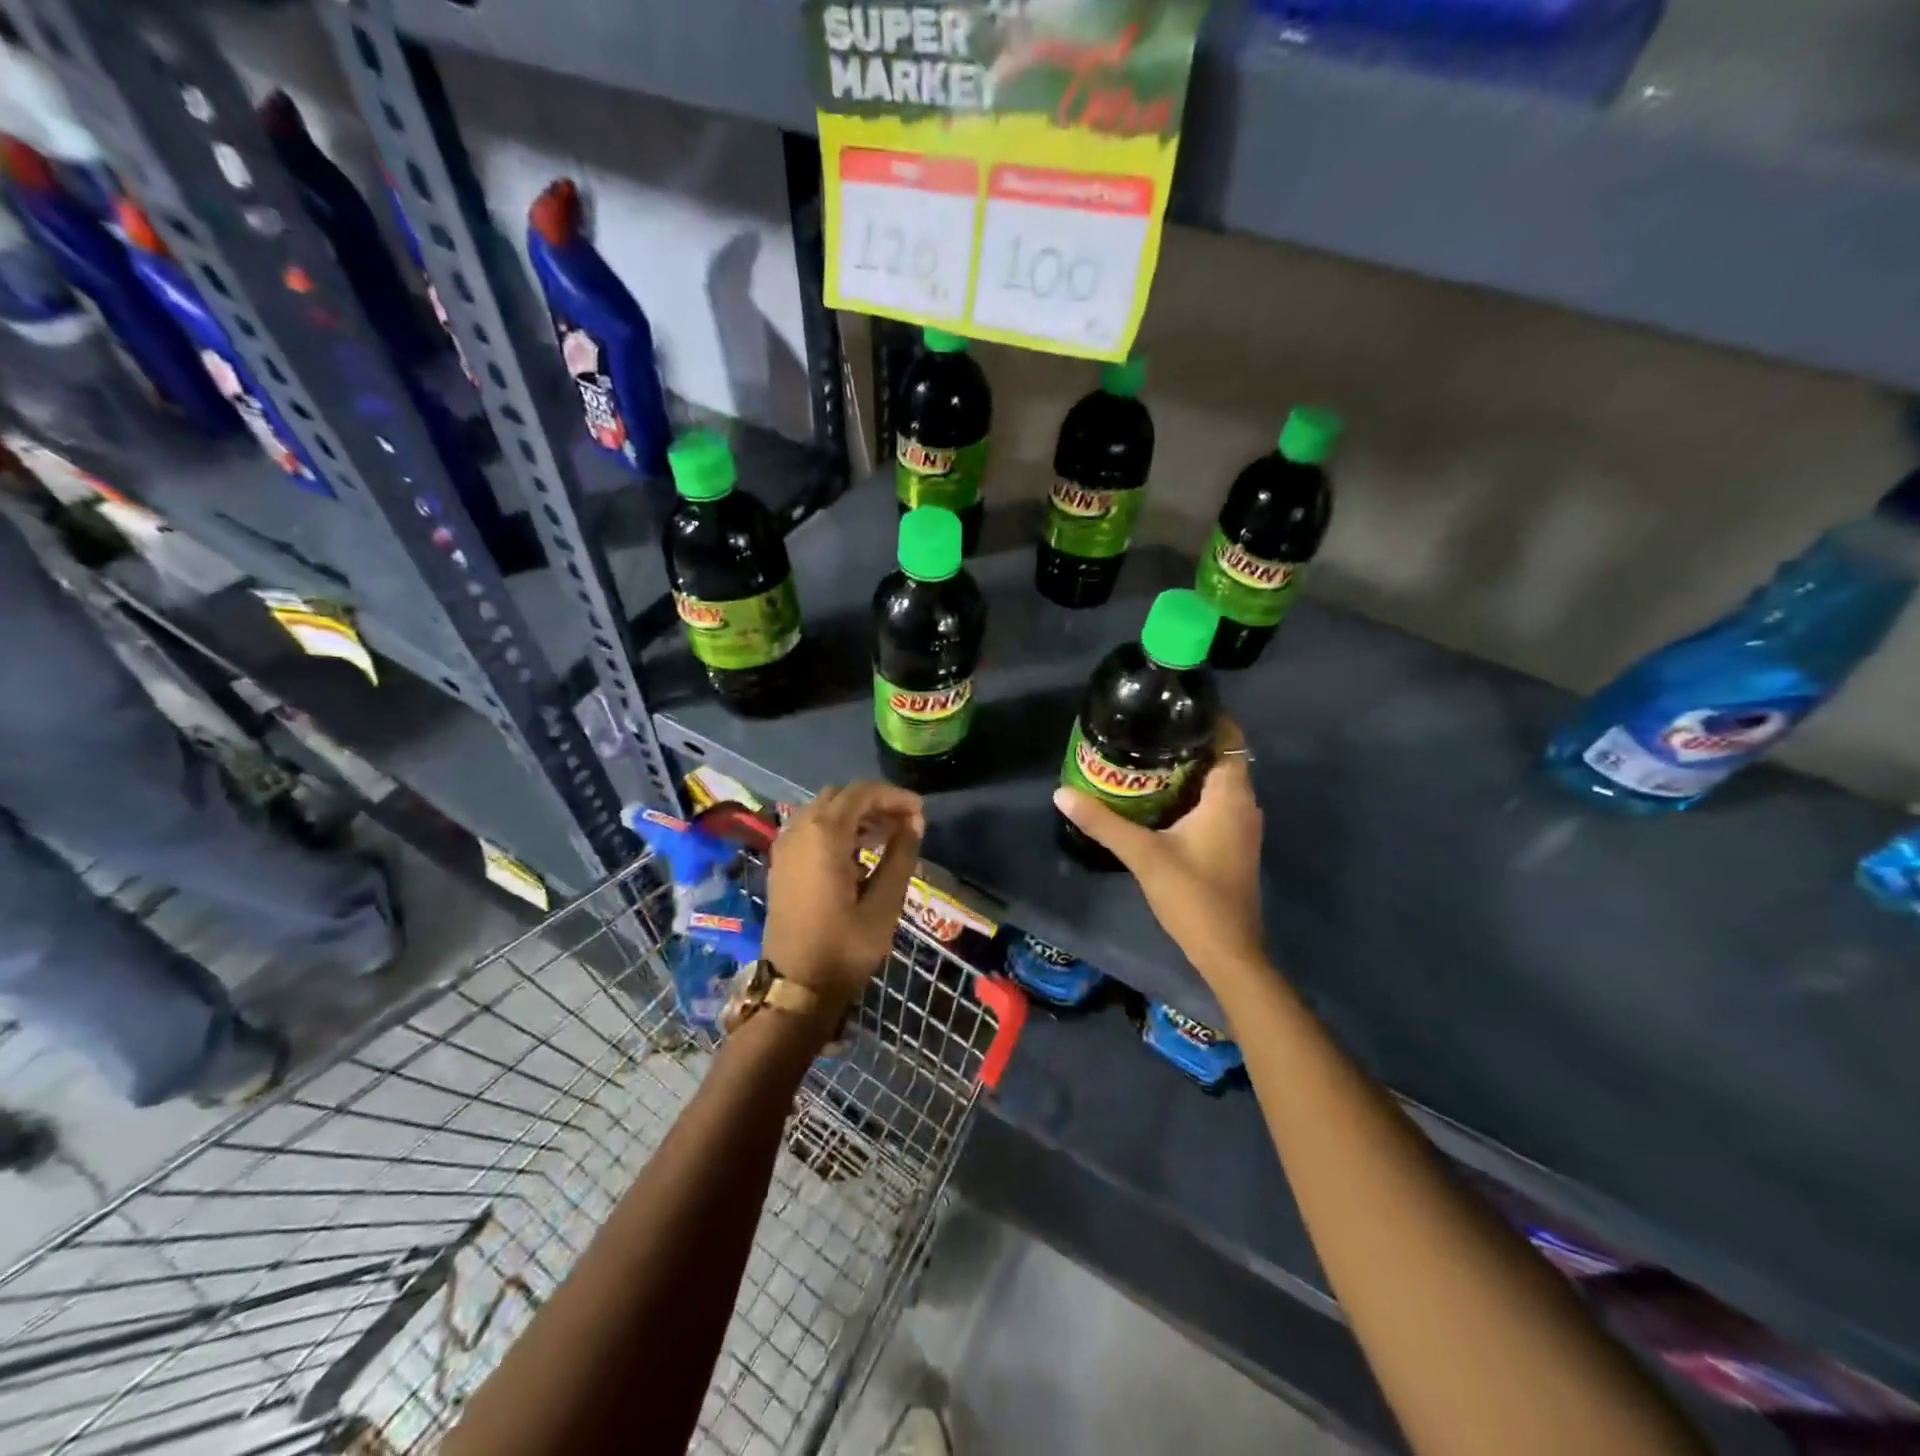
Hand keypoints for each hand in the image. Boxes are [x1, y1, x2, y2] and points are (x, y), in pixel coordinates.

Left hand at [762, 782, 924, 1015]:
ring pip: (823, 810)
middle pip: (840, 796)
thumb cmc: (844, 947)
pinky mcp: (781, 864)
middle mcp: (799, 830)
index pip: (861, 793)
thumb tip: (914, 822)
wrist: (795, 988)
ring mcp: (785, 846)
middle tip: (905, 822)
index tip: (920, 812)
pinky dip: (836, 828)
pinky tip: (858, 851)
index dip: (893, 796)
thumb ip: (901, 855)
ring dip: (855, 814)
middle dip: (874, 802)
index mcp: (824, 835)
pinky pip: (810, 828)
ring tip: (887, 835)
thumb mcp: (884, 903)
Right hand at [1053, 718, 1266, 984]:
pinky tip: (1159, 800)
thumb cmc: (1192, 895)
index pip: (1229, 737)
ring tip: (1146, 759)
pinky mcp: (1235, 844)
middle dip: (1187, 743)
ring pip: (1218, 782)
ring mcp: (1242, 826)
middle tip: (1145, 732)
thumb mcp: (1142, 854)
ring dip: (1188, 770)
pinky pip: (1217, 803)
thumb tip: (1061, 793)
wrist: (1227, 951)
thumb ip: (1103, 822)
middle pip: (1221, 757)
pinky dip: (1193, 794)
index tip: (1169, 708)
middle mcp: (1244, 804)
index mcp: (1230, 795)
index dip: (1206, 718)